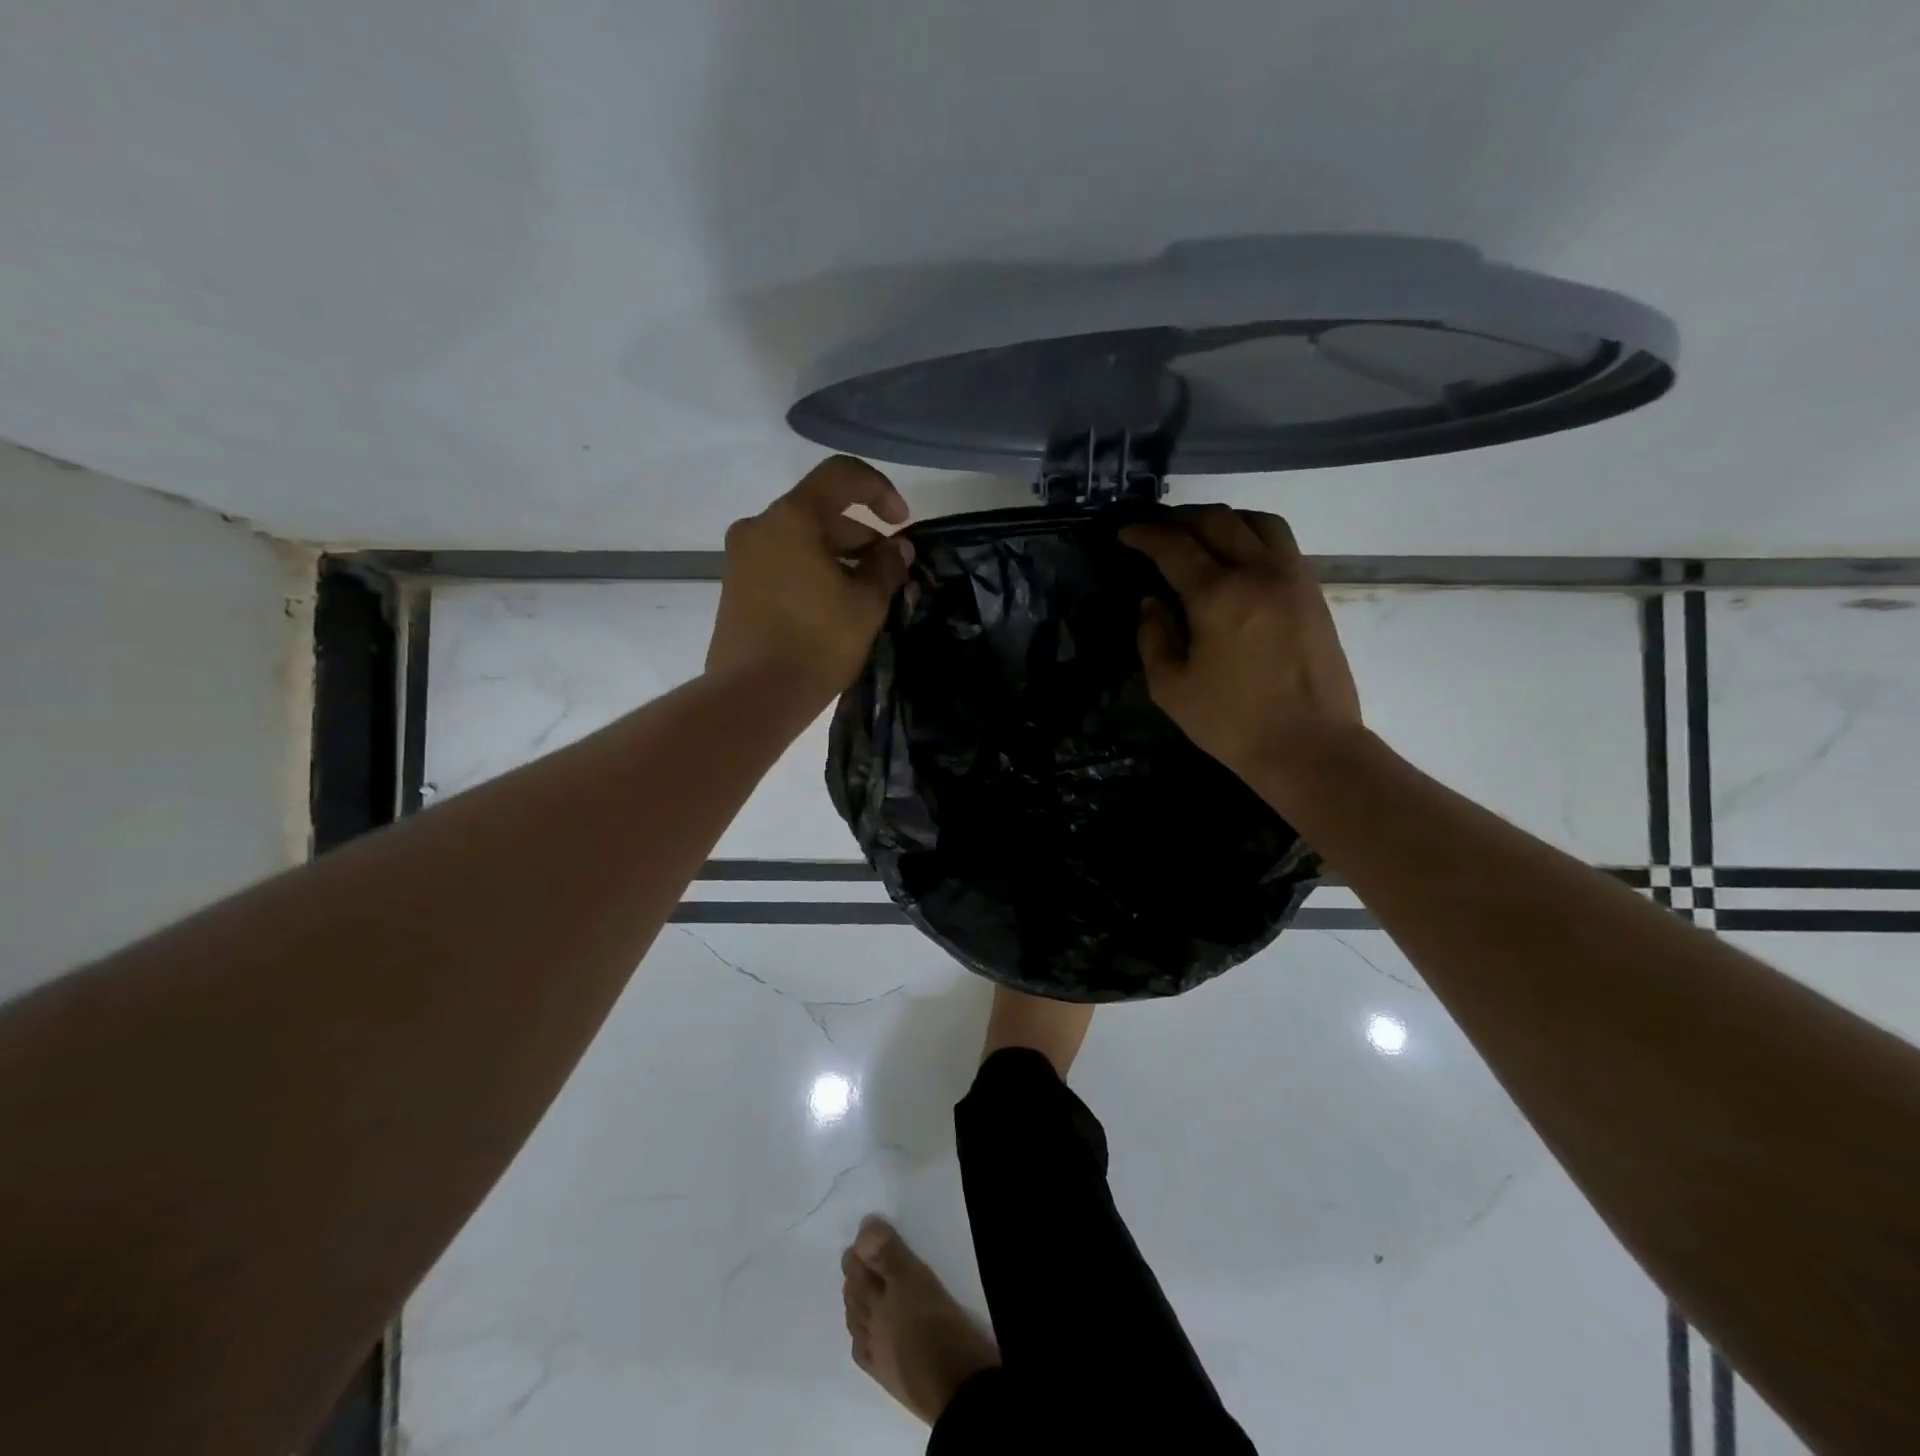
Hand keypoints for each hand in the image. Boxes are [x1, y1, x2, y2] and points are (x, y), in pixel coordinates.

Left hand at [706, 456, 912, 697]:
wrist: (754, 695)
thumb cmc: (817, 642)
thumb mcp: (866, 604)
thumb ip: (887, 567)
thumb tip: (897, 549)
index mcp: (791, 518)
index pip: (841, 476)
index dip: (879, 490)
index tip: (901, 522)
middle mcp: (759, 526)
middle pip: (819, 511)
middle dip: (861, 534)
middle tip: (889, 570)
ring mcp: (741, 557)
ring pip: (801, 540)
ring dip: (838, 556)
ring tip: (866, 593)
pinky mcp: (736, 587)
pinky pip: (783, 563)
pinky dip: (812, 571)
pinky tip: (834, 605)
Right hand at [1120, 506, 1362, 787]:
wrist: (1309, 745)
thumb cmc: (1232, 723)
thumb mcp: (1171, 688)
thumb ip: (1154, 638)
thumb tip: (1152, 603)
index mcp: (1218, 595)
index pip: (1174, 546)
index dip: (1145, 534)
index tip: (1125, 533)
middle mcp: (1258, 572)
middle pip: (1217, 521)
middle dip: (1180, 518)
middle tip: (1156, 530)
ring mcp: (1292, 577)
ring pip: (1257, 521)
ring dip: (1222, 519)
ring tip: (1199, 533)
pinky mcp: (1313, 592)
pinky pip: (1281, 542)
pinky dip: (1252, 534)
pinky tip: (1237, 556)